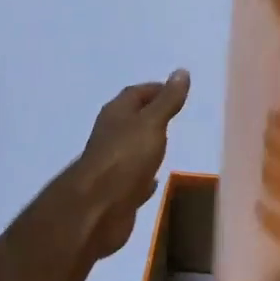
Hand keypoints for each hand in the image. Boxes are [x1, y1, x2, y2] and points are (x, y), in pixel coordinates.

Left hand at [68, 70, 191, 258]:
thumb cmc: (125, 158)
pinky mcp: (116, 191)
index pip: (135, 93)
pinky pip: (134, 177)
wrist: (98, 209)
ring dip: (148, 144)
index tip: (177, 89)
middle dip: (151, 115)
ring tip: (169, 143)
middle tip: (176, 114)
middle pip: (132, 119)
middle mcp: (111, 135)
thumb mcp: (152, 123)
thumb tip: (181, 71)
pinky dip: (145, 174)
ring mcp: (112, 164)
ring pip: (132, 148)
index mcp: (116, 114)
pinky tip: (156, 179)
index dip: (156, 89)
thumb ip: (167, 100)